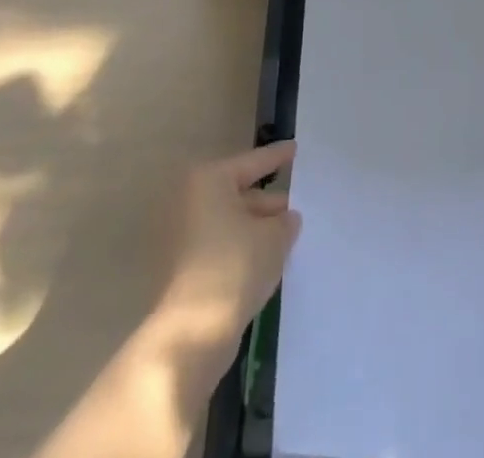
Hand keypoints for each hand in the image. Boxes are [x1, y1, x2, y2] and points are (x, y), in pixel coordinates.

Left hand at [154, 141, 300, 356]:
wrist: (192, 334)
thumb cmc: (234, 266)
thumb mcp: (274, 237)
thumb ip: (285, 222)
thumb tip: (287, 219)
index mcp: (210, 182)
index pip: (253, 162)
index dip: (277, 157)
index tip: (295, 148)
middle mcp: (192, 203)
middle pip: (239, 194)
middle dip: (269, 202)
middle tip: (298, 205)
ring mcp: (184, 239)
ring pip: (232, 223)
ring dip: (258, 229)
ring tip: (289, 235)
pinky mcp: (185, 271)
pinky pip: (223, 247)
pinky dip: (245, 249)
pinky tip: (269, 260)